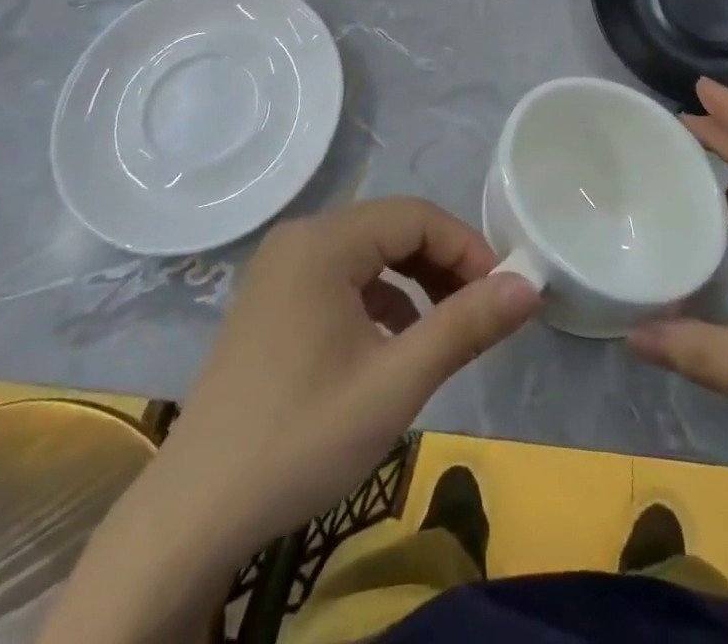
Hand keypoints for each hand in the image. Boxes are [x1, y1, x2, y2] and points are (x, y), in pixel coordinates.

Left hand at [142, 198, 540, 566]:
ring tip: (445, 329)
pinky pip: (342, 277)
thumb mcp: (396, 382)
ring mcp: (280, 267)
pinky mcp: (273, 298)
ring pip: (369, 252)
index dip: (467, 248)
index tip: (502, 294)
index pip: (416, 216)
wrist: (197, 512)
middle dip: (443, 264)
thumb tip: (530, 286)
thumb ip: (465, 325)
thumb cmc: (302, 437)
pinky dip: (380, 298)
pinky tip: (394, 343)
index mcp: (323, 241)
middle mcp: (300, 237)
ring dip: (415, 281)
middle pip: (392, 229)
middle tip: (480, 312)